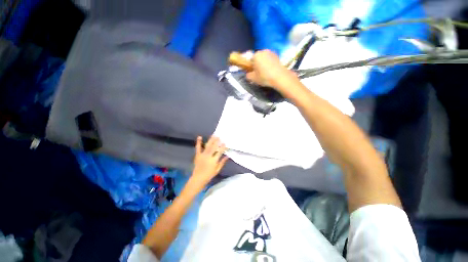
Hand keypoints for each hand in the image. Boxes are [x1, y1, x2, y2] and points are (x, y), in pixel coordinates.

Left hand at [191, 136, 227, 186]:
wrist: (198, 178)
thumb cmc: (209, 175)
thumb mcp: (217, 170)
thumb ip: (222, 162)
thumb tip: (227, 156)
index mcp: (214, 160)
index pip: (219, 152)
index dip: (222, 147)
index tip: (225, 143)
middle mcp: (208, 156)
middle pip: (213, 147)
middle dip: (217, 141)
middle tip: (219, 136)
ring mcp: (202, 155)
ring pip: (208, 146)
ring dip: (211, 140)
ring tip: (213, 135)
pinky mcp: (197, 155)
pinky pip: (198, 148)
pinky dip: (199, 142)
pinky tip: (199, 137)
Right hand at [246, 50, 297, 91]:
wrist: (279, 77)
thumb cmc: (264, 77)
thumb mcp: (253, 78)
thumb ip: (248, 75)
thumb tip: (248, 74)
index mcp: (256, 55)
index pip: (250, 60)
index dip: (251, 67)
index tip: (253, 73)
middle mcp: (264, 51)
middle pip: (258, 58)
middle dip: (258, 65)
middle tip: (259, 74)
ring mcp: (272, 53)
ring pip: (265, 59)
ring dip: (264, 65)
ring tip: (266, 74)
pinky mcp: (278, 56)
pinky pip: (270, 60)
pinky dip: (270, 65)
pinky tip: (271, 72)